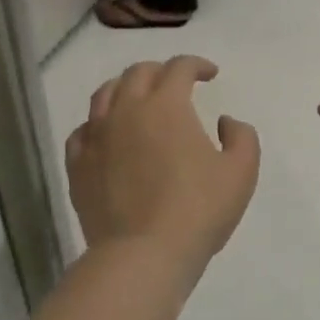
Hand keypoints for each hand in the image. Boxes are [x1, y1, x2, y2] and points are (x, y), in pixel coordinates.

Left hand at [67, 57, 259, 273]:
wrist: (142, 254)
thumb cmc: (198, 210)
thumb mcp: (241, 172)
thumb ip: (241, 137)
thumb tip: (225, 121)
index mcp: (166, 105)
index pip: (179, 68)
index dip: (197, 65)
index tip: (210, 74)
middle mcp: (126, 110)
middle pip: (138, 73)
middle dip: (161, 71)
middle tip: (176, 84)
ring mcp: (96, 137)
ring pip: (105, 95)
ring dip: (126, 89)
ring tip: (138, 100)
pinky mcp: (77, 165)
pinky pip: (83, 131)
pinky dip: (98, 124)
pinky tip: (107, 135)